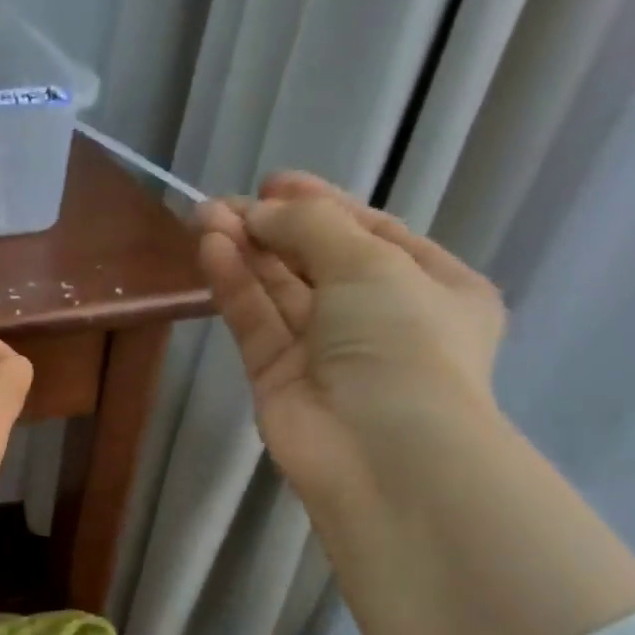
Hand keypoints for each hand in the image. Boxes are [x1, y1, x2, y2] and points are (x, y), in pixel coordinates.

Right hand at [197, 171, 506, 506]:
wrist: (380, 451)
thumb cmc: (403, 342)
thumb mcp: (372, 264)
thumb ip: (312, 227)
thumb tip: (259, 212)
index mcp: (431, 286)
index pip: (370, 233)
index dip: (321, 204)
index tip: (273, 182)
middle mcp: (378, 317)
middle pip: (317, 261)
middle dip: (272, 228)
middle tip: (222, 203)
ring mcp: (324, 351)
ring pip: (279, 292)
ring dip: (245, 253)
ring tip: (203, 219)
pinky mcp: (277, 378)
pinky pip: (256, 323)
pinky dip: (235, 288)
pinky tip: (211, 252)